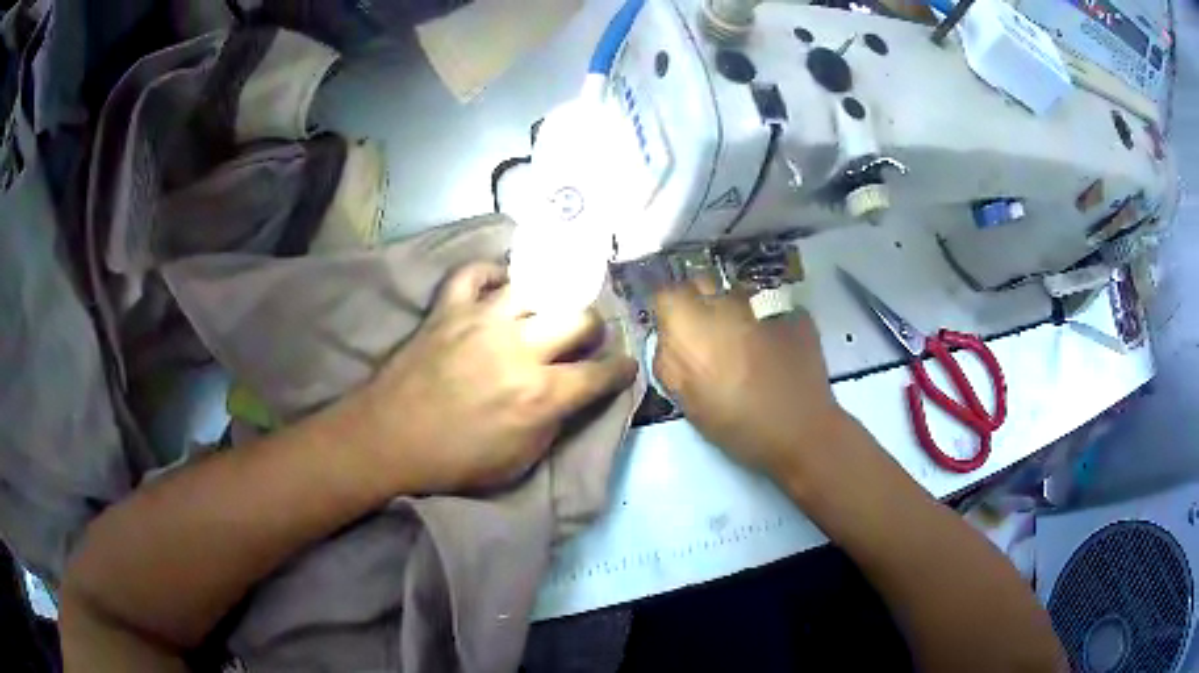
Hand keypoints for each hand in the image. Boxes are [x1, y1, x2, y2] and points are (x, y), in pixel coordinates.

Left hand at [359, 262, 637, 493]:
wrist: (390, 439)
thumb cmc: (455, 461)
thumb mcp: (519, 461)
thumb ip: (553, 422)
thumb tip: (570, 395)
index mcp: (540, 394)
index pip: (601, 373)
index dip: (621, 370)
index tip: (624, 366)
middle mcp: (519, 348)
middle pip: (579, 316)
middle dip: (594, 329)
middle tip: (584, 340)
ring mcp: (481, 320)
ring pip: (536, 288)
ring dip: (549, 300)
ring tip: (545, 311)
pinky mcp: (448, 308)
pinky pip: (475, 273)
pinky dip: (491, 275)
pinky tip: (499, 287)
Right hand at [652, 283, 848, 478]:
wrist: (800, 430)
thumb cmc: (736, 424)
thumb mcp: (687, 401)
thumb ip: (669, 362)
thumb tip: (669, 342)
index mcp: (692, 325)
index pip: (666, 294)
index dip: (668, 311)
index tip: (673, 330)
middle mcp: (724, 303)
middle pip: (700, 283)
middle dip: (698, 301)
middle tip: (705, 333)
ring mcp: (762, 303)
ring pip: (735, 291)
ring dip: (731, 308)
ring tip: (741, 338)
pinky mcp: (792, 311)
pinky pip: (767, 305)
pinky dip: (763, 318)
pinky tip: (771, 344)